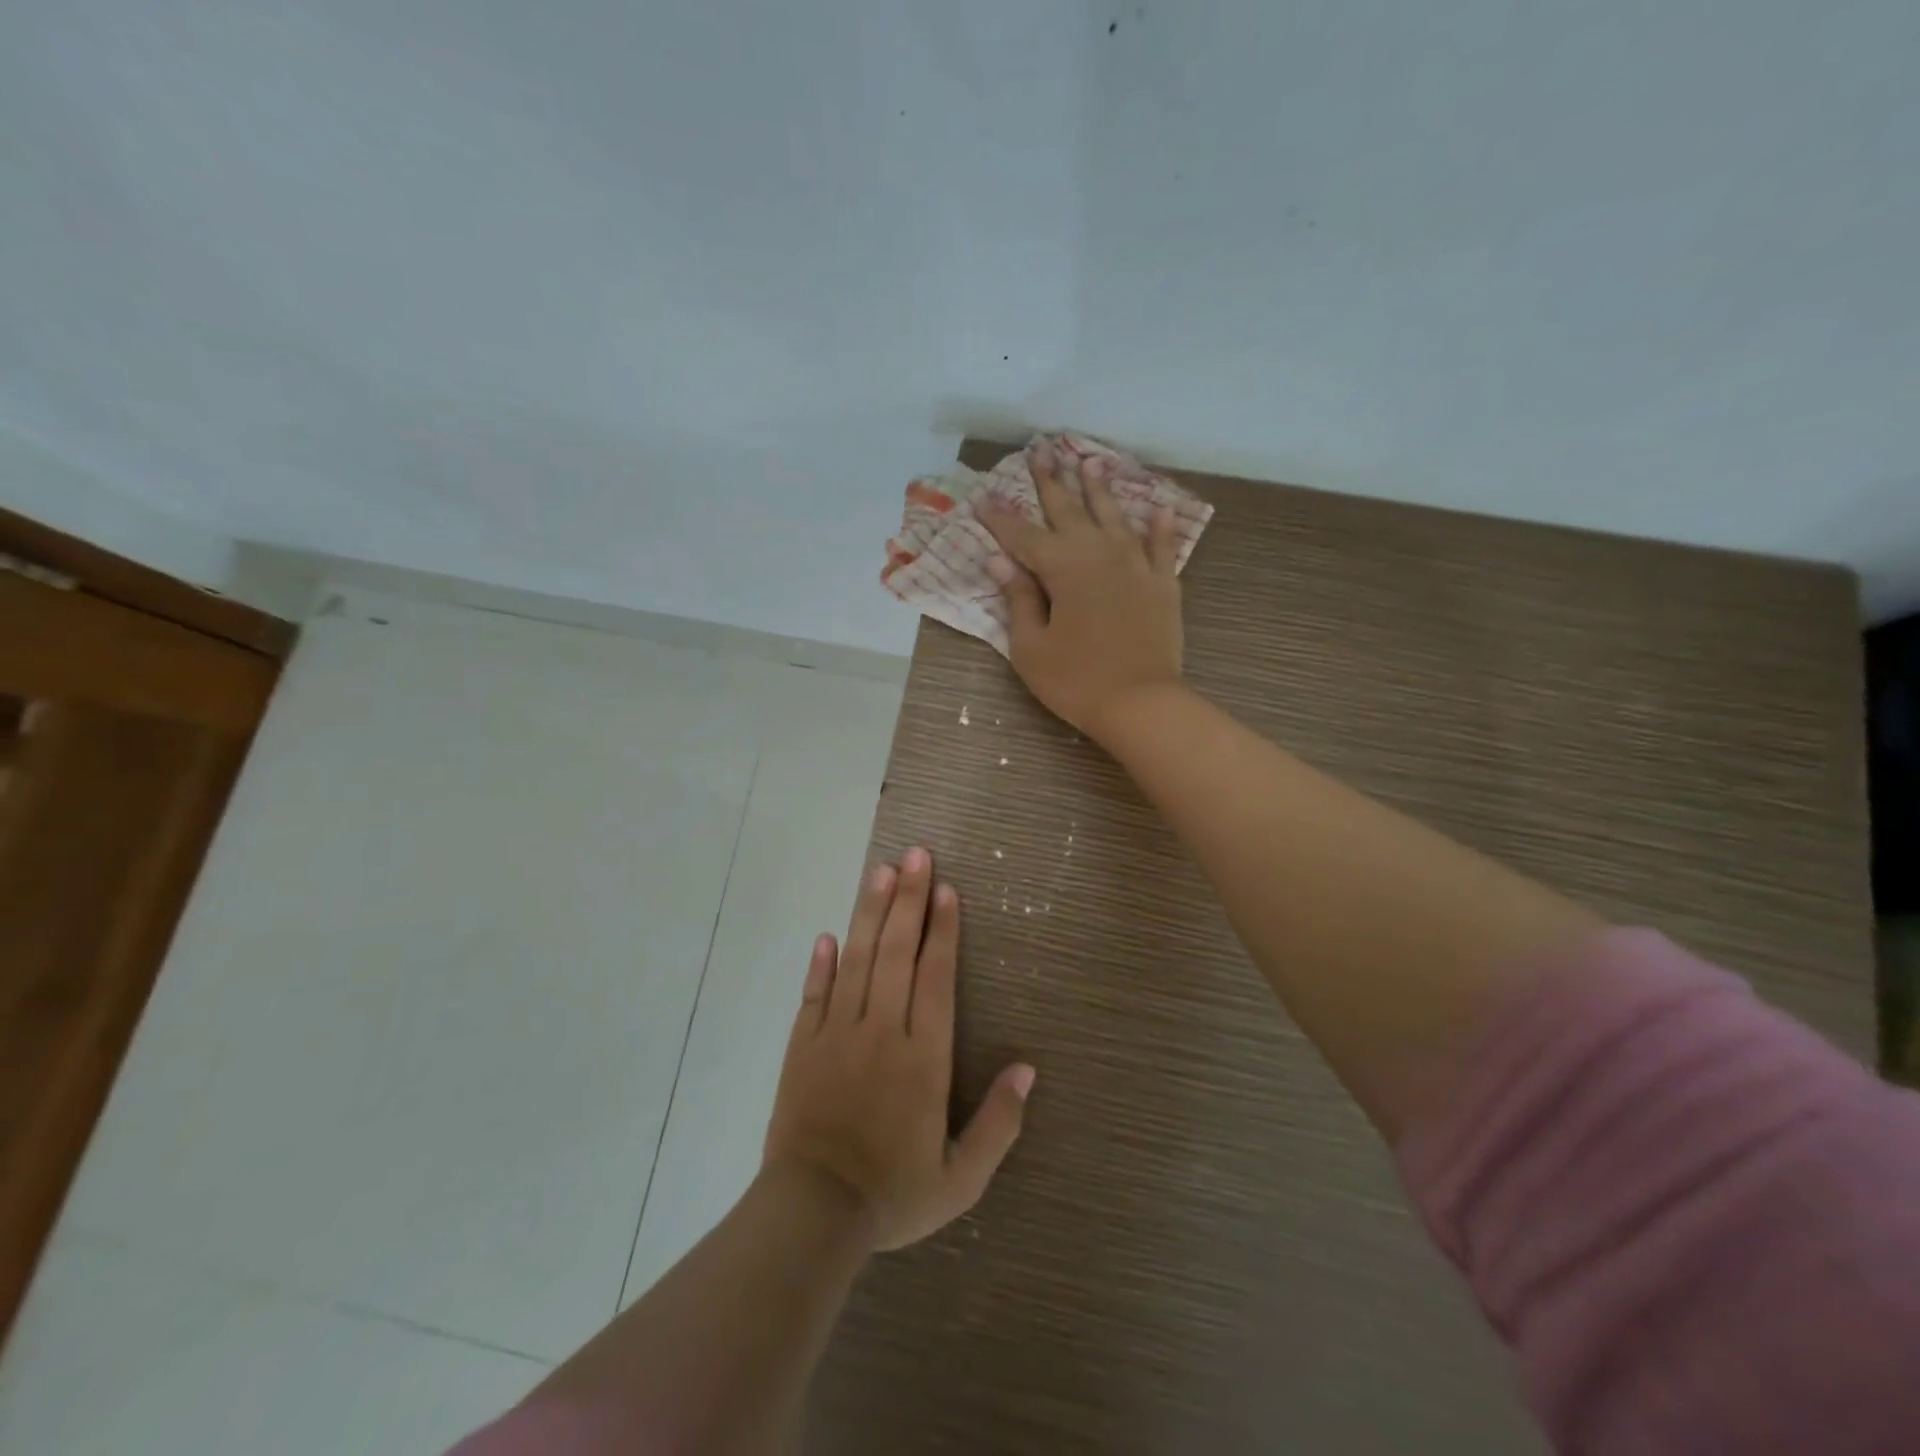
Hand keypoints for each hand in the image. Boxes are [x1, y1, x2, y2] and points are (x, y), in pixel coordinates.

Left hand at [763, 848, 1034, 1251]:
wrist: (814, 1213)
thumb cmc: (894, 1194)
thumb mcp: (961, 1177)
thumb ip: (999, 1123)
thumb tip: (1028, 1069)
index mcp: (923, 1056)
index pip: (936, 977)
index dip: (943, 930)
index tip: (946, 890)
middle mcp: (881, 1030)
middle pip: (897, 952)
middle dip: (909, 899)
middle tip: (916, 855)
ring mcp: (837, 1033)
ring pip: (857, 960)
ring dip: (870, 913)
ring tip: (880, 871)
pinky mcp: (802, 1045)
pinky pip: (814, 994)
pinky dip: (821, 963)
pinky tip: (828, 935)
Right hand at [978, 443, 1184, 739]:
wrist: (1140, 704)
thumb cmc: (1075, 681)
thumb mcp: (1031, 647)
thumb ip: (1018, 599)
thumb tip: (1000, 562)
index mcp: (1061, 569)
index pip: (1022, 537)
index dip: (1000, 518)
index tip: (982, 497)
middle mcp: (1098, 555)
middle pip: (1069, 511)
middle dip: (1052, 482)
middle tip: (1042, 450)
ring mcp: (1135, 567)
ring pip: (1115, 518)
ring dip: (1101, 489)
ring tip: (1091, 461)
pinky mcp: (1163, 585)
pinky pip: (1162, 548)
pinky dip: (1160, 527)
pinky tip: (1159, 507)